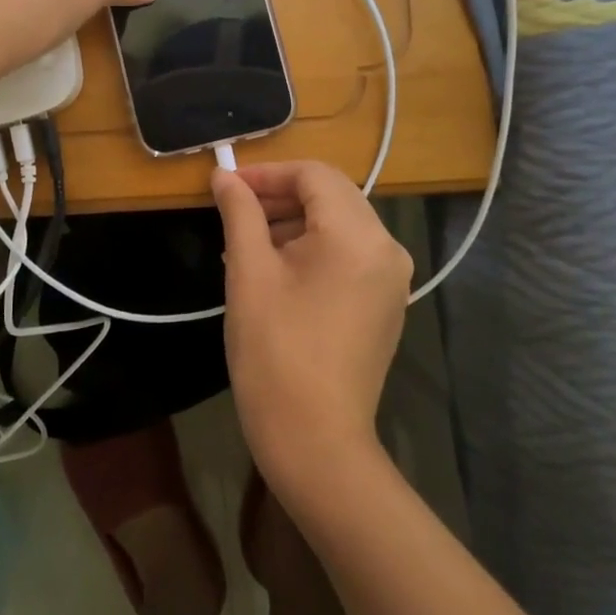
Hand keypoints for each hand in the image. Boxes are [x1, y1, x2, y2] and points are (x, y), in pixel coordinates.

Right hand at [213, 161, 412, 503]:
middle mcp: (386, 248)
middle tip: (233, 210)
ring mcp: (392, 279)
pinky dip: (312, 247)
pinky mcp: (385, 304)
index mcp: (357, 235)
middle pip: (331, 195)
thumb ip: (239, 212)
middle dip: (279, 194)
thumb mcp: (249, 272)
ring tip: (245, 242)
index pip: (314, 175)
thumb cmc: (275, 351)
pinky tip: (274, 268)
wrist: (315, 441)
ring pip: (339, 224)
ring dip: (293, 221)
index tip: (227, 186)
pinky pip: (348, 254)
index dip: (267, 173)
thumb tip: (223, 175)